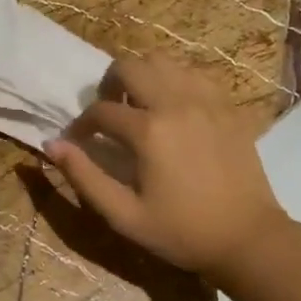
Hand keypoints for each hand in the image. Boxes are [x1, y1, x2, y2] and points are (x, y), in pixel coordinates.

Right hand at [45, 54, 285, 277]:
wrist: (248, 239)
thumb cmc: (181, 232)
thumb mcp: (124, 215)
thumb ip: (84, 177)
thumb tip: (52, 146)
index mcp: (149, 131)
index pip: (100, 110)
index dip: (81, 126)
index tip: (77, 143)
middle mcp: (177, 103)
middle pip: (130, 66)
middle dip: (109, 85)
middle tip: (108, 113)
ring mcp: (207, 100)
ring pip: (164, 61)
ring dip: (143, 77)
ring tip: (140, 106)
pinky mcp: (229, 107)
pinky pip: (195, 74)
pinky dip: (176, 81)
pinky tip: (174, 108)